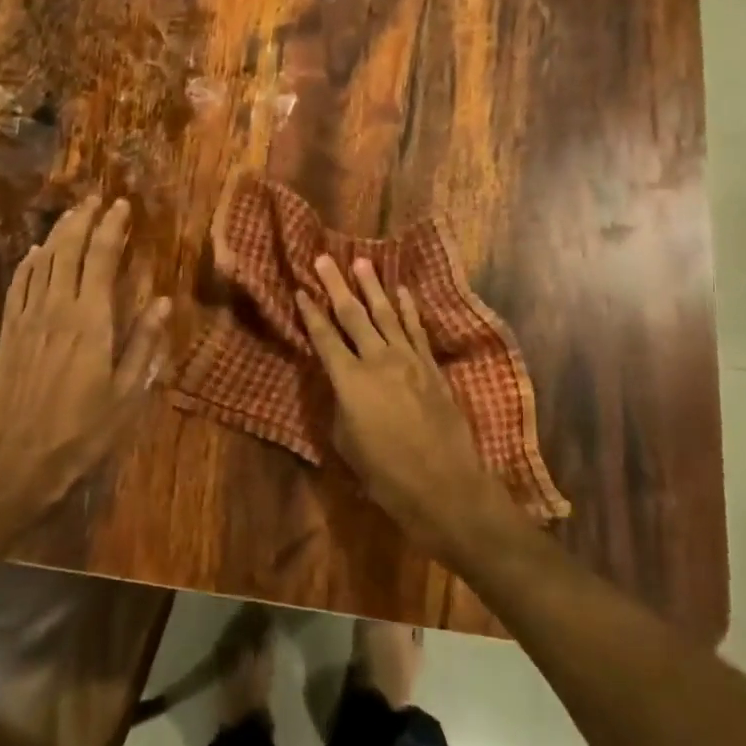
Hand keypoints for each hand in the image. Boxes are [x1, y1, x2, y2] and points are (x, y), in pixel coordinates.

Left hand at [0, 196, 170, 525]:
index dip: (112, 229)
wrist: (17, 460)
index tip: (122, 206)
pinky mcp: (8, 333)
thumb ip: (144, 344)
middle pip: (67, 250)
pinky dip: (28, 263)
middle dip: (83, 220)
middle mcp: (57, 308)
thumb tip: (162, 300)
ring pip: (41, 262)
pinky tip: (35, 252)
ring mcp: (27, 318)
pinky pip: (18, 285)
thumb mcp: (127, 394)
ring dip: (57, 233)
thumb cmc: (82, 430)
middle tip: (96, 199)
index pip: (101, 259)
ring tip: (72, 214)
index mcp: (90, 320)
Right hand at [296, 257, 510, 559]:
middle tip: (324, 259)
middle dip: (336, 286)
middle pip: (353, 315)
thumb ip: (340, 405)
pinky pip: (416, 329)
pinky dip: (408, 308)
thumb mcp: (346, 443)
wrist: (445, 486)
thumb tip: (341, 383)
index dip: (310, 313)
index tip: (301, 290)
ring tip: (361, 262)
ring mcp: (408, 360)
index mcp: (349, 381)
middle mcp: (377, 360)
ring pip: (386, 314)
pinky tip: (401, 291)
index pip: (324, 338)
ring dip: (372, 287)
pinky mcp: (431, 367)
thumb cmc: (385, 475)